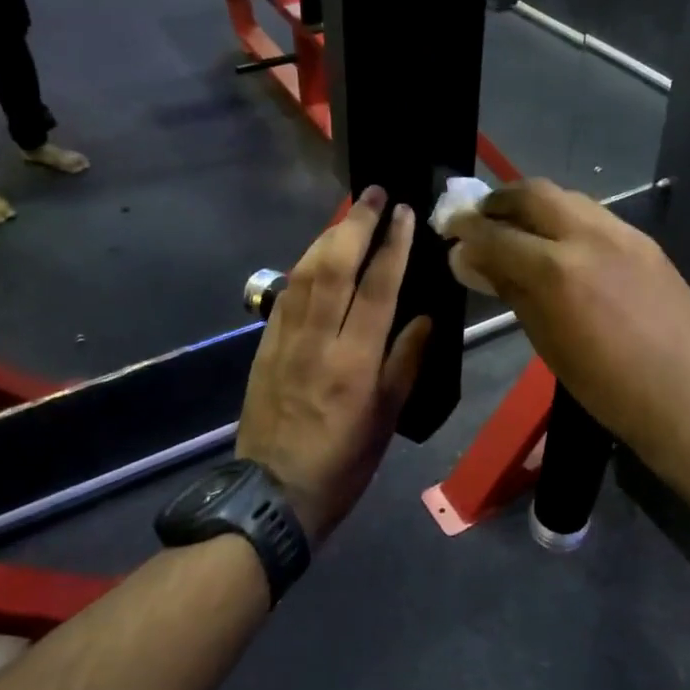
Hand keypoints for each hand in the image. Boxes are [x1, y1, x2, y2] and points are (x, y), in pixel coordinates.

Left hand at [236, 188, 431, 542]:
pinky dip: (304, 264)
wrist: (271, 495)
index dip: (393, 244)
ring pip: (305, 272)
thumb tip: (425, 316)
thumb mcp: (386, 420)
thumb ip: (406, 362)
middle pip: (334, 265)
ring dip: (328, 235)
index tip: (404, 212)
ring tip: (349, 214)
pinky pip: (286, 293)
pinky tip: (316, 253)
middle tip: (374, 194)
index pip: (377, 287)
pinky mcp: (264, 346)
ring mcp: (284, 340)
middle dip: (356, 224)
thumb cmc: (342, 463)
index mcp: (354, 362)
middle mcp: (317, 340)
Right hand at [445, 180, 689, 470]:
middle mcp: (588, 237)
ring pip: (567, 197)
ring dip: (535, 205)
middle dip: (500, 200)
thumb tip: (468, 260)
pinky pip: (595, 215)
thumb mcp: (546, 341)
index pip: (496, 234)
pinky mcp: (645, 240)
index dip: (467, 228)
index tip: (450, 228)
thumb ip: (508, 289)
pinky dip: (567, 218)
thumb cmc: (606, 386)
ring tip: (520, 228)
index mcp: (556, 271)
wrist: (687, 395)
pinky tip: (563, 244)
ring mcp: (622, 234)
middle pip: (533, 193)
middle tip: (482, 217)